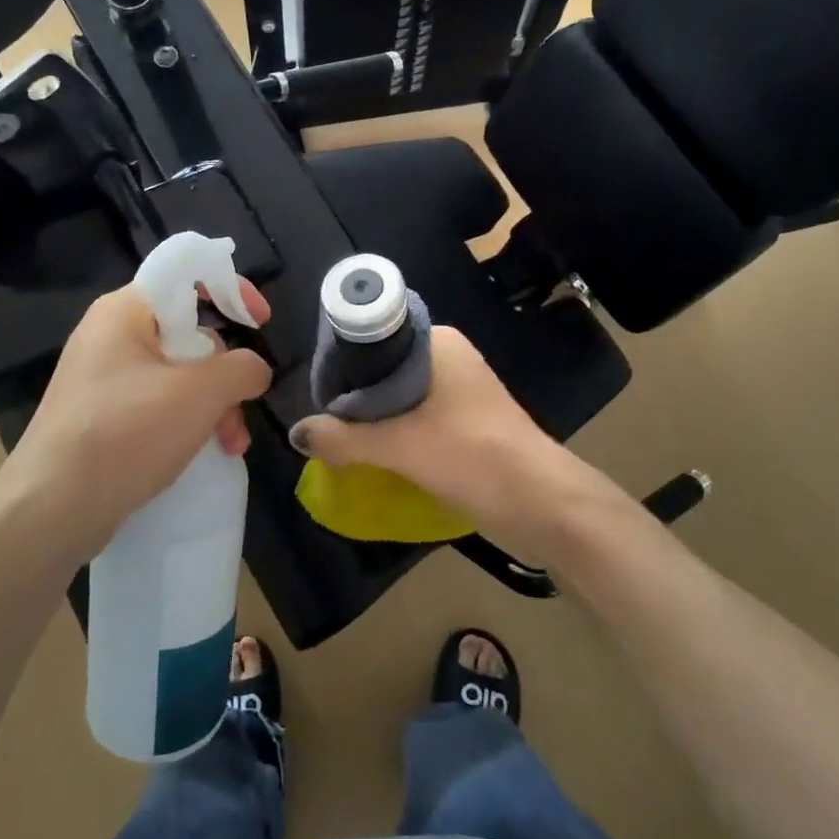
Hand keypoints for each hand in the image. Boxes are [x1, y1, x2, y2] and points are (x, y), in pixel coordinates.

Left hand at [0, 280, 272, 556]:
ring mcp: (104, 378)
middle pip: (188, 332)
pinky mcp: (102, 415)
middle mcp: (111, 335)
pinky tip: (204, 452)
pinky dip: (187, 421)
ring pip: (178, 374)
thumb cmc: (126, 434)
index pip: (185, 273)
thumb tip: (255, 369)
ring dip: (214, 405)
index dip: (231, 288)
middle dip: (226, 372)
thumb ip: (242, 368)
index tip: (261, 322)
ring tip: (230, 445)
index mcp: (125, 311)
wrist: (51, 509)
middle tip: (242, 408)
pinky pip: (158, 403)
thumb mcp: (199, 394)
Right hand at [287, 326, 562, 539]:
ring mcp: (460, 391)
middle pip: (383, 368)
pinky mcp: (466, 421)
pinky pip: (416, 417)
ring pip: (399, 396)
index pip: (374, 335)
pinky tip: (372, 454)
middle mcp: (448, 358)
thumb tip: (297, 434)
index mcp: (437, 342)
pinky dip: (394, 432)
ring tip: (339, 440)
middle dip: (353, 395)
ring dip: (373, 418)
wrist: (541, 503)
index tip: (316, 391)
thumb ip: (344, 438)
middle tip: (323, 421)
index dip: (342, 361)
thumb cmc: (471, 456)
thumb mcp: (399, 446)